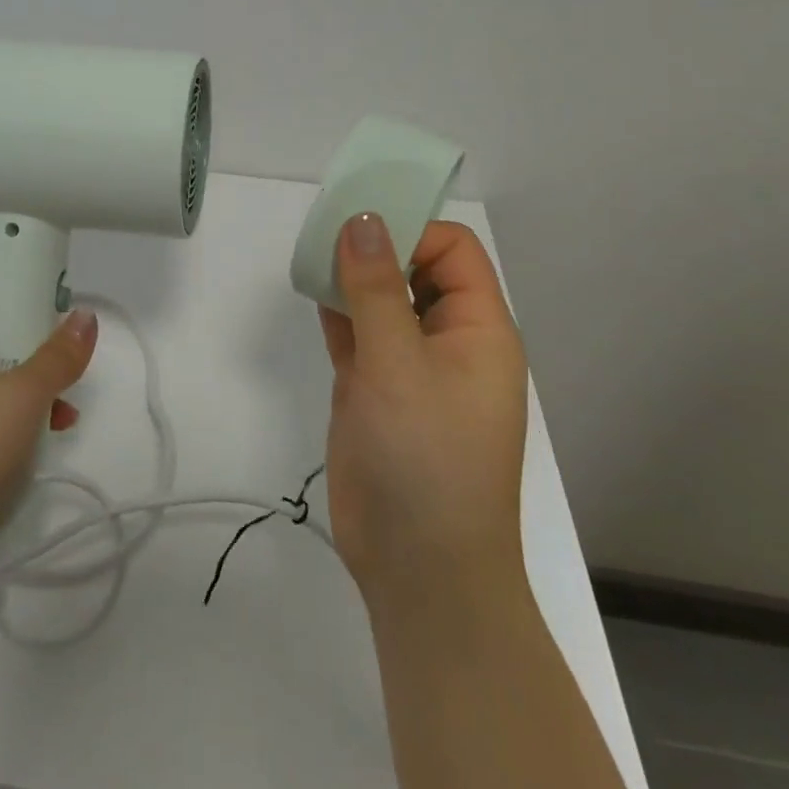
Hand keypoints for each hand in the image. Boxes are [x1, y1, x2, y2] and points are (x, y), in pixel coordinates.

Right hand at [318, 215, 530, 617]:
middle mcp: (448, 340)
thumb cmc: (426, 458)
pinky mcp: (375, 389)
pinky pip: (357, 332)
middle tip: (323, 234)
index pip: (452, 251)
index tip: (358, 230)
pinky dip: (336, 310)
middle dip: (374, 247)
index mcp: (478, 330)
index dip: (410, 230)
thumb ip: (376, 288)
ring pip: (381, 299)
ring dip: (350, 277)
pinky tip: (310, 291)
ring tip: (310, 256)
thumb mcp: (400, 365)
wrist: (418, 570)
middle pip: (415, 268)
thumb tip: (360, 218)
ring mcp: (409, 366)